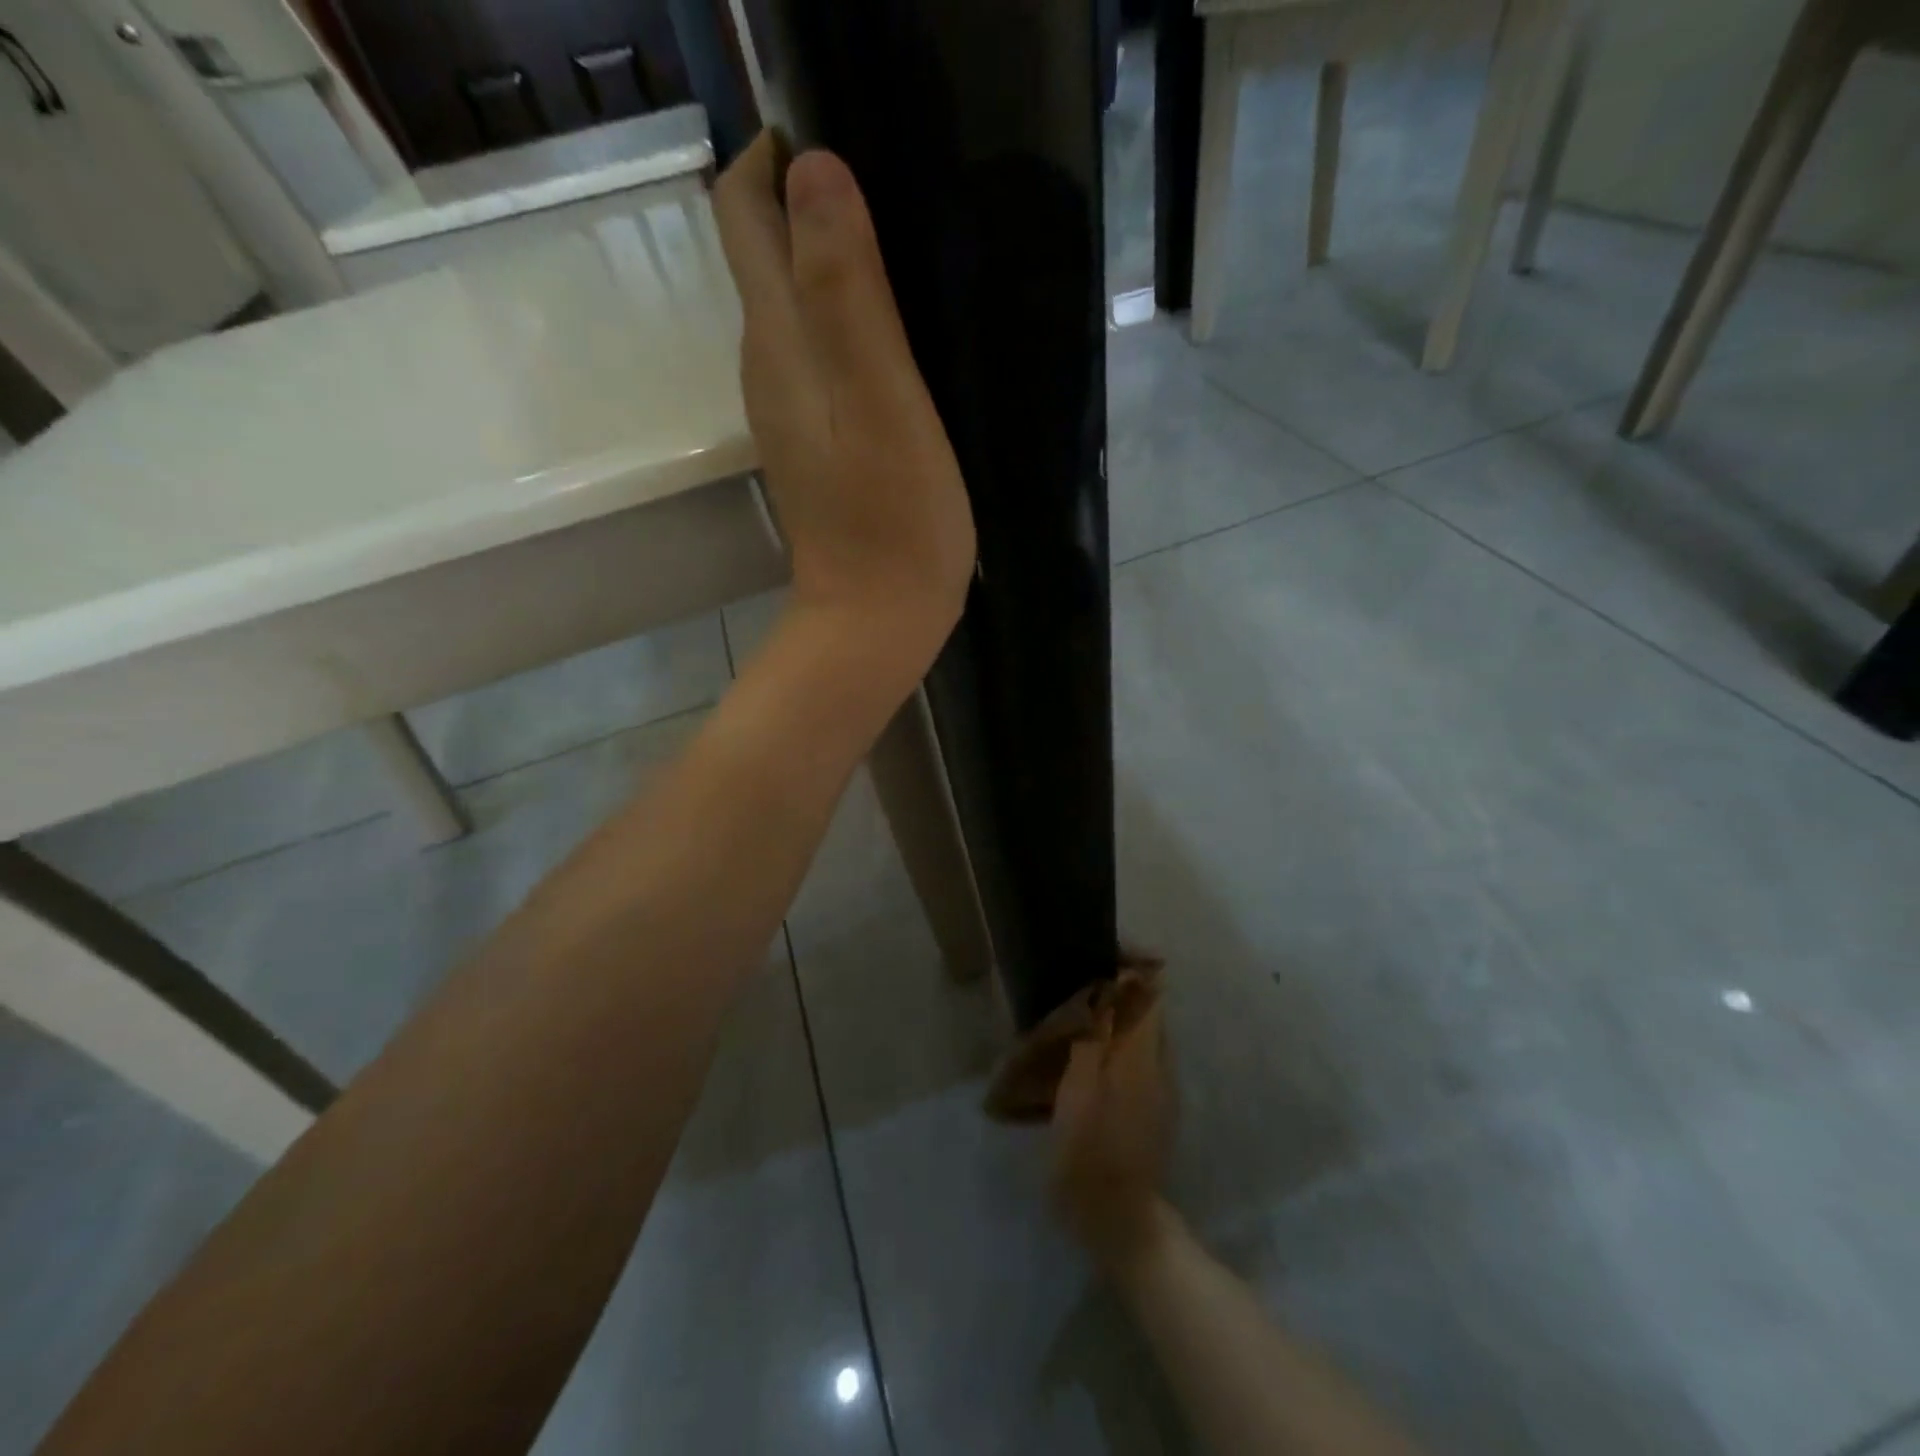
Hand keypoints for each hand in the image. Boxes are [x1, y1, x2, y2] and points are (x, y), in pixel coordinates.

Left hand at [711, 134, 976, 670]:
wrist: (877, 620)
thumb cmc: (893, 518)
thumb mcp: (879, 398)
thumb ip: (845, 290)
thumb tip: (811, 170)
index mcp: (778, 344)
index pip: (745, 213)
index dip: (777, 158)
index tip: (844, 143)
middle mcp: (768, 367)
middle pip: (763, 253)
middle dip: (807, 200)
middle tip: (891, 191)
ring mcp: (790, 410)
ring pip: (794, 305)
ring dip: (832, 262)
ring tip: (903, 250)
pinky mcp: (818, 443)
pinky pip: (820, 355)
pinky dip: (848, 322)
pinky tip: (896, 334)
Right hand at [1051, 977, 1172, 1268]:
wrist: (1119, 1221)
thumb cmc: (1089, 1152)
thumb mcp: (1078, 1090)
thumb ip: (1092, 1038)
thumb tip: (1103, 991)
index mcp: (1141, 1055)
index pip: (1150, 993)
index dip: (1132, 967)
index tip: (1100, 955)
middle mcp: (1159, 1065)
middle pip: (1146, 1012)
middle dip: (1118, 993)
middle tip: (1076, 989)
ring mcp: (1160, 1092)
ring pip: (1140, 1038)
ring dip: (1113, 1022)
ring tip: (1074, 1023)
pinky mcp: (1153, 1113)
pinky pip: (1137, 1063)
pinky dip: (1113, 1050)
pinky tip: (1084, 1064)